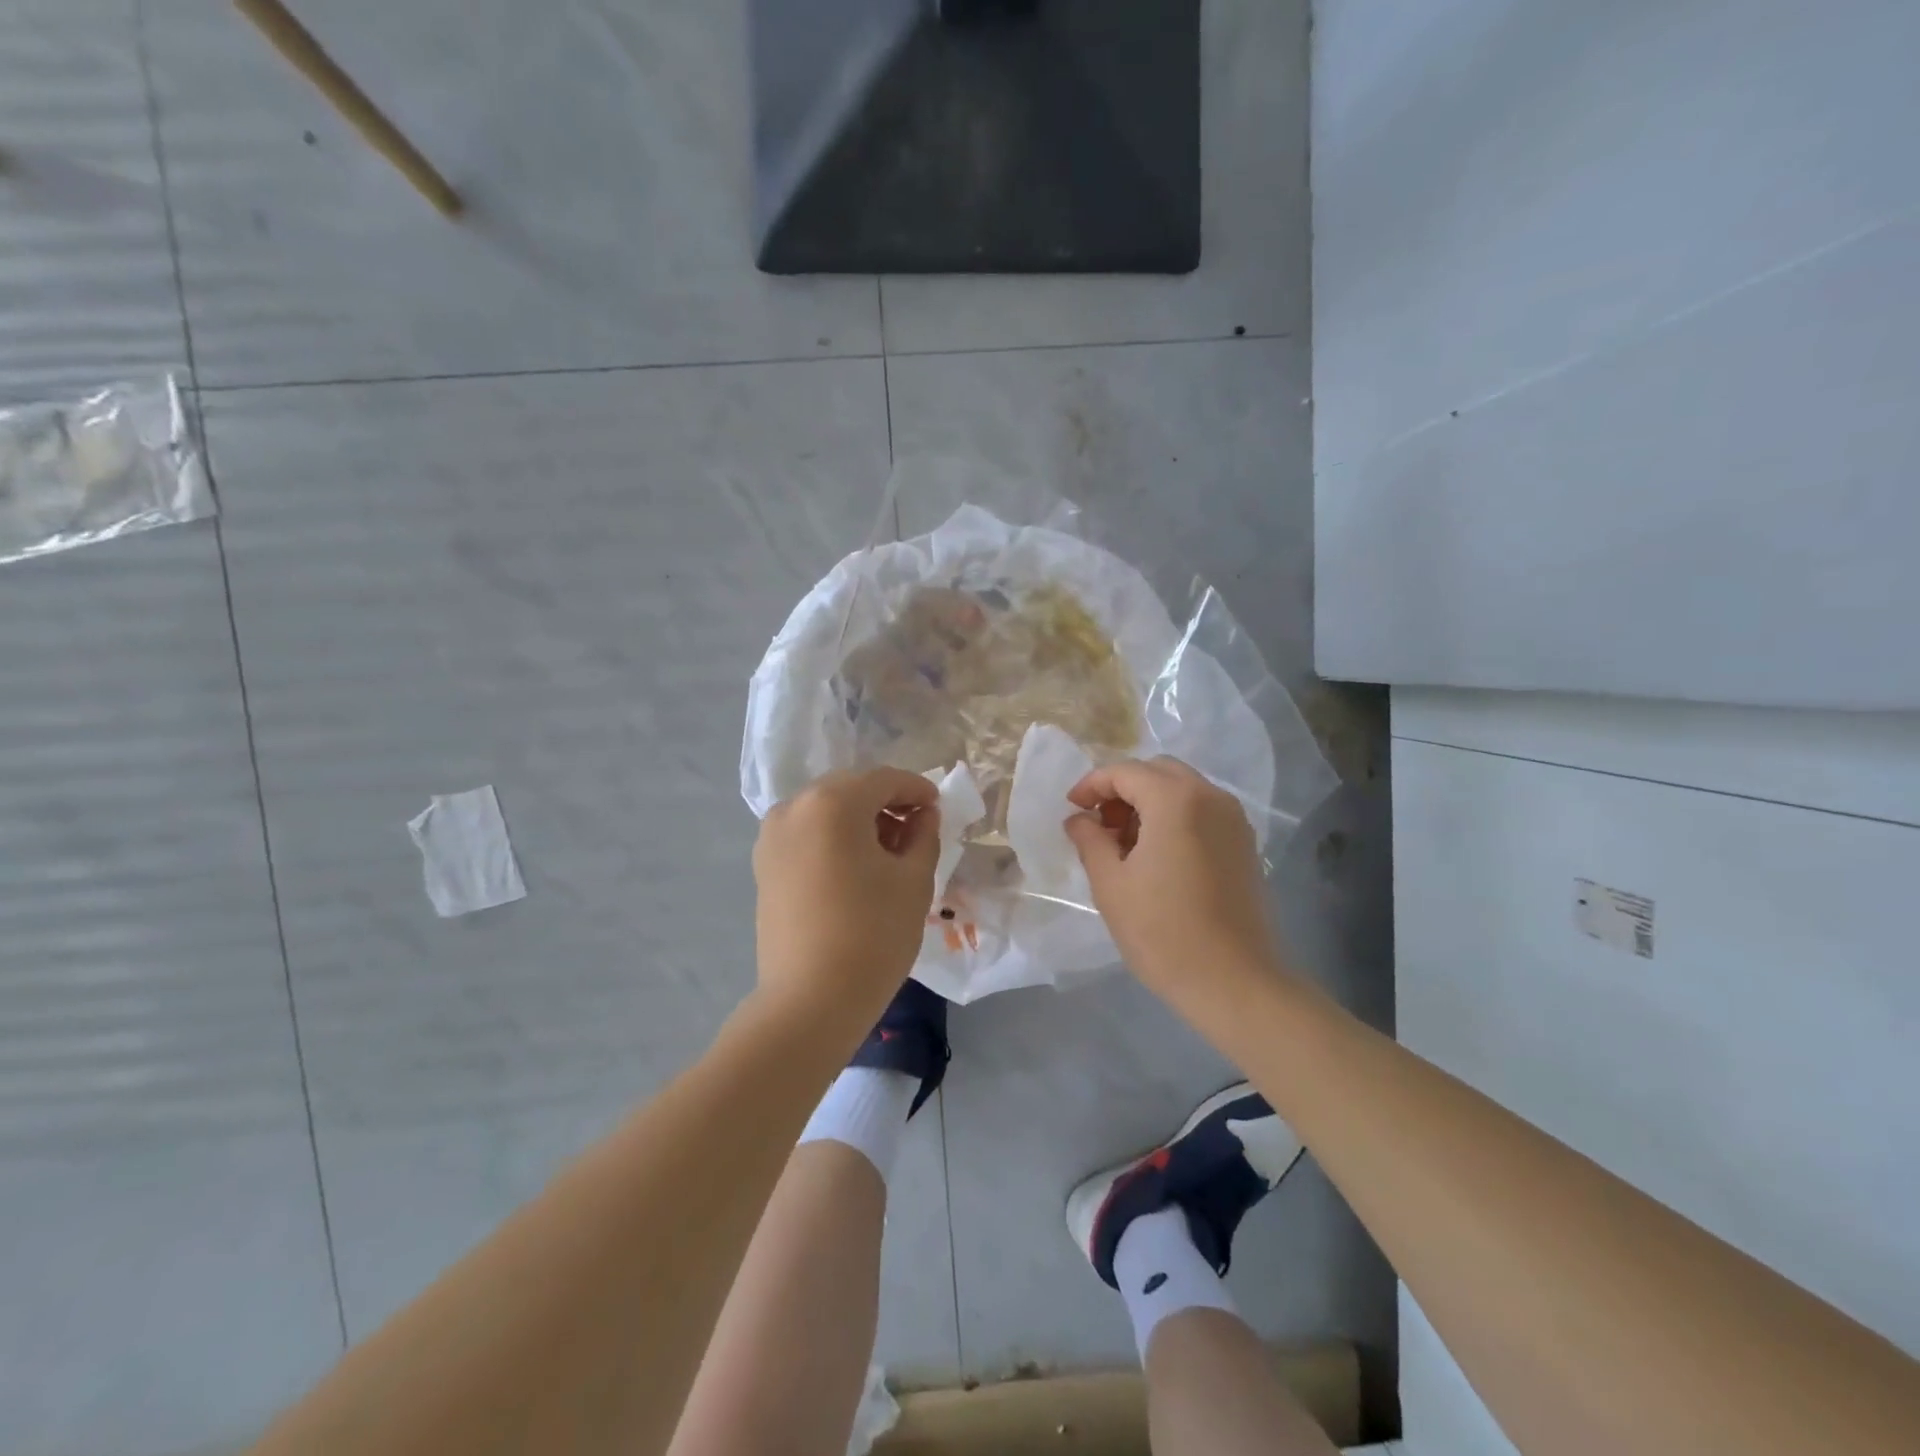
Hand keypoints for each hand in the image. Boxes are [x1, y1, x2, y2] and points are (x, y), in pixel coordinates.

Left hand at [753, 767, 939, 1030]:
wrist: (810, 1001)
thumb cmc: (872, 934)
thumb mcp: (913, 880)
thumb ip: (924, 835)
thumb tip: (922, 814)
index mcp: (833, 802)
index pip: (883, 779)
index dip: (916, 789)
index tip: (938, 807)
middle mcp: (794, 807)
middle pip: (850, 789)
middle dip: (886, 802)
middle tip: (916, 829)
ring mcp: (772, 837)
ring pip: (825, 810)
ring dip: (858, 819)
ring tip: (887, 852)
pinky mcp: (764, 865)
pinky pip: (806, 834)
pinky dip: (833, 838)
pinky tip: (855, 867)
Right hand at [1064, 756, 1279, 1003]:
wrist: (1234, 982)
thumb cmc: (1163, 932)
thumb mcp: (1111, 884)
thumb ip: (1090, 840)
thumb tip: (1079, 819)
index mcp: (1175, 800)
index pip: (1125, 772)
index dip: (1092, 785)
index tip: (1072, 809)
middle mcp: (1210, 797)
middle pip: (1157, 772)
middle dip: (1122, 789)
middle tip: (1099, 824)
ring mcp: (1233, 819)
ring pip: (1182, 789)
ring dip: (1149, 802)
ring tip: (1125, 844)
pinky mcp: (1244, 843)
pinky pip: (1202, 811)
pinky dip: (1174, 817)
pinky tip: (1157, 856)